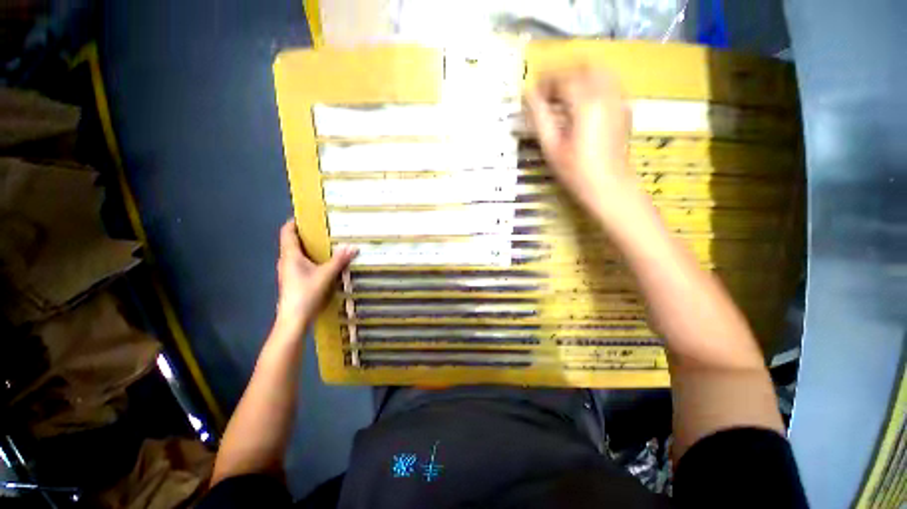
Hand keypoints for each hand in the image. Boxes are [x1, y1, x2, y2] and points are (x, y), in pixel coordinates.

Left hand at [275, 220, 356, 332]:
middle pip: (292, 241)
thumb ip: (339, 260)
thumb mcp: (326, 275)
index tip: (308, 216)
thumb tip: (352, 246)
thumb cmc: (306, 293)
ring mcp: (288, 271)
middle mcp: (286, 261)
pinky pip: (301, 262)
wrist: (293, 319)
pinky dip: (310, 257)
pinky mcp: (293, 280)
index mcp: (290, 255)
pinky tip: (323, 262)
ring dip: (309, 247)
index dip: (294, 222)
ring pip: (297, 253)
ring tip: (327, 243)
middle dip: (306, 234)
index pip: (287, 232)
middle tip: (325, 228)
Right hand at [525, 66, 634, 218]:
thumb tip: (528, 96)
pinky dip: (593, 85)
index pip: (563, 77)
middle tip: (548, 92)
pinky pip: (609, 84)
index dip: (545, 82)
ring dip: (579, 76)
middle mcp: (606, 94)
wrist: (609, 187)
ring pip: (600, 71)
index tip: (533, 93)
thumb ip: (539, 117)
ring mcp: (619, 100)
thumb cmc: (576, 172)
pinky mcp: (625, 109)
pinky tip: (583, 104)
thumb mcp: (552, 147)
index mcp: (586, 103)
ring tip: (564, 95)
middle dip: (563, 74)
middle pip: (583, 67)